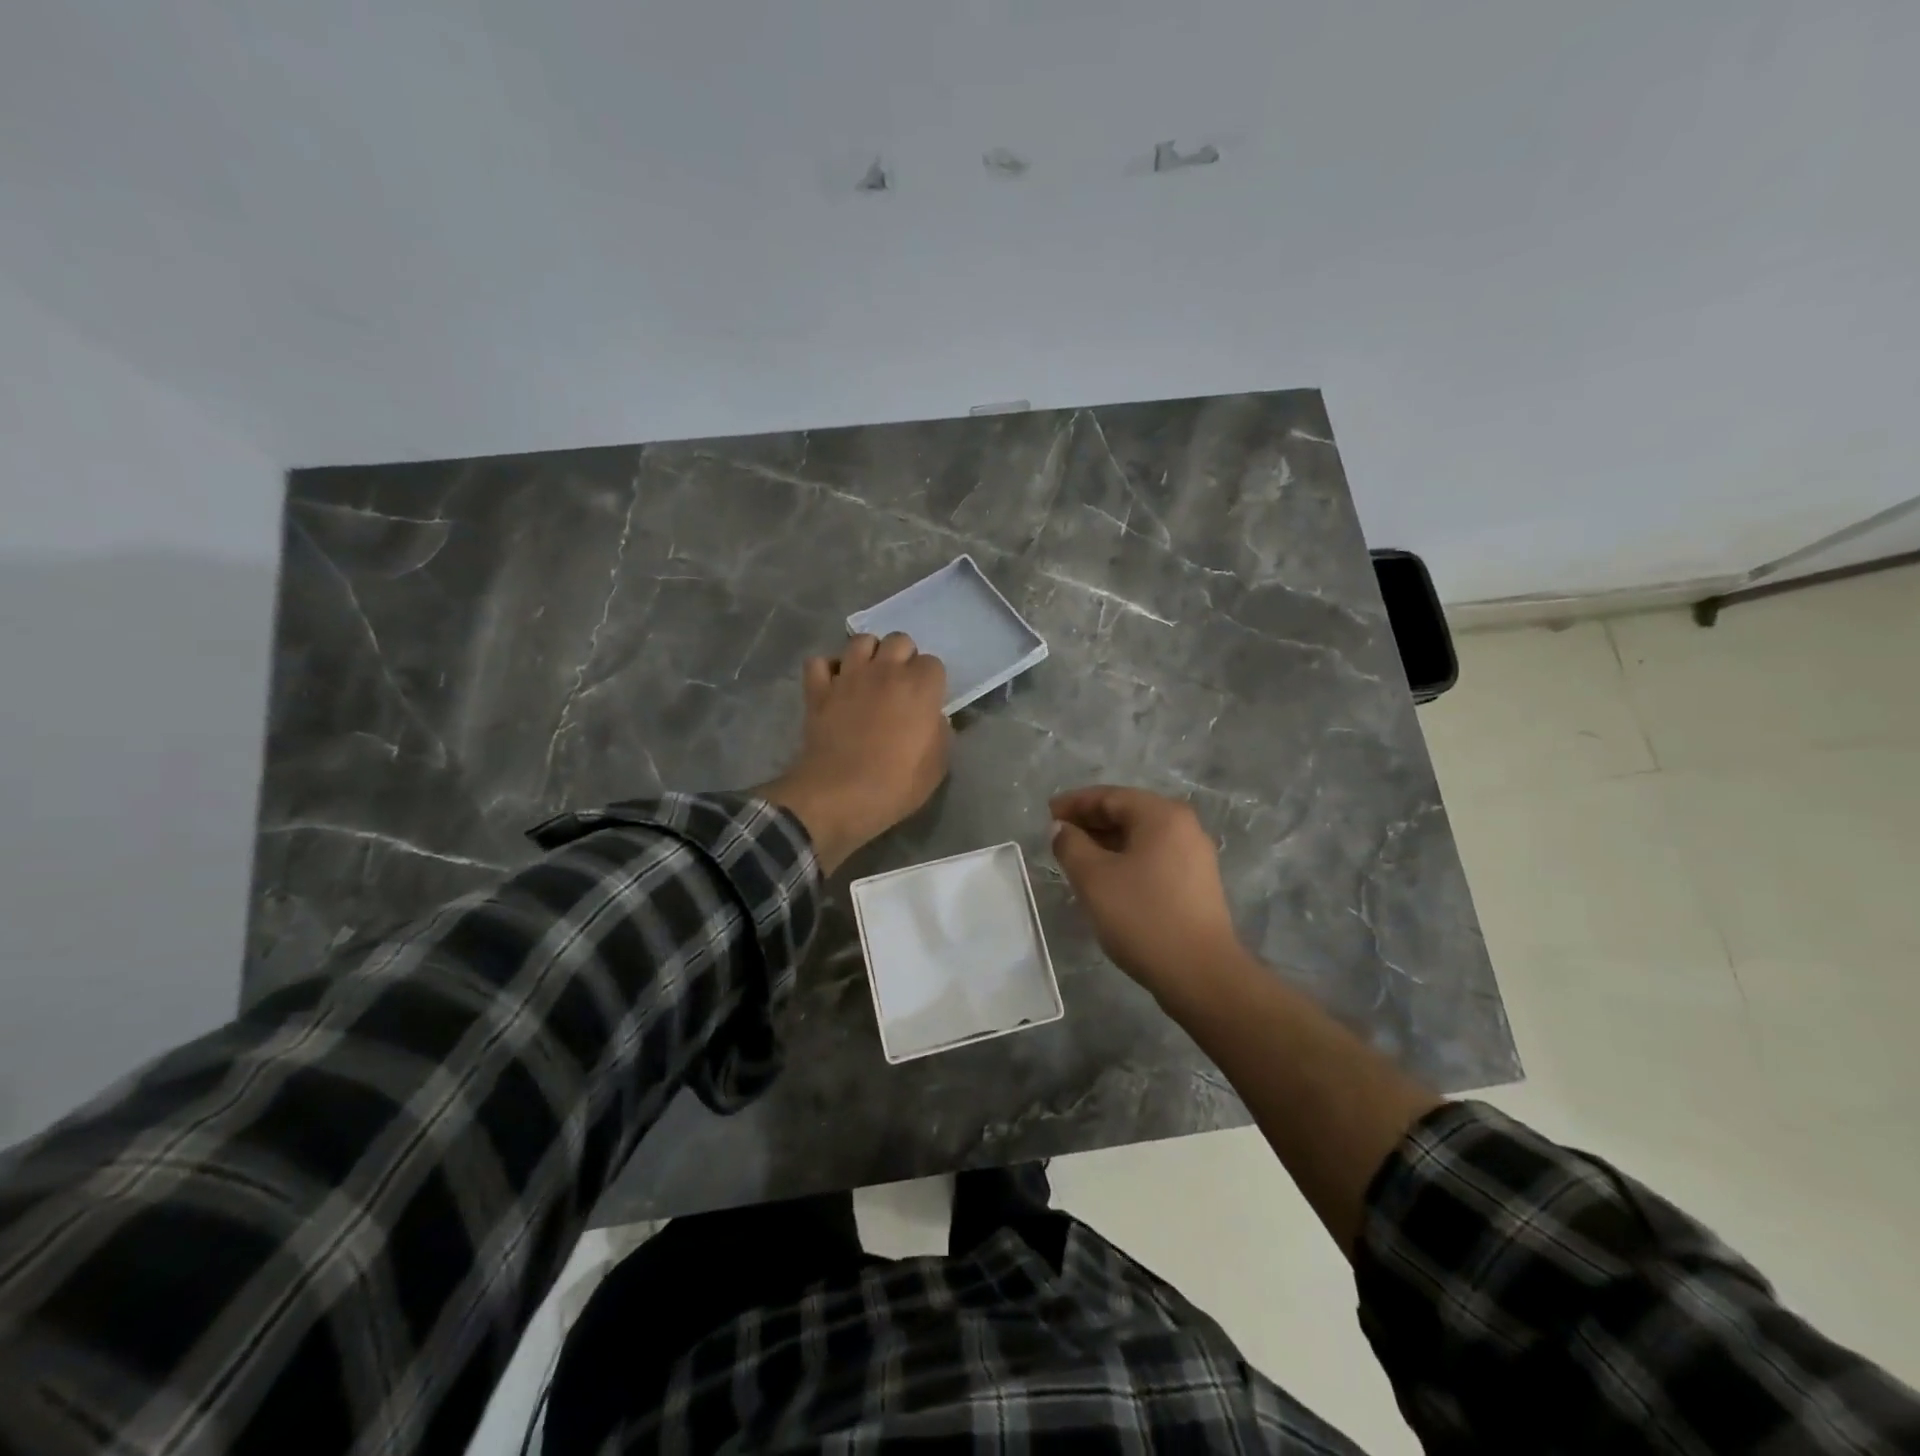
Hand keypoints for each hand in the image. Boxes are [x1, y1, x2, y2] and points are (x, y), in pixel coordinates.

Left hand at [761, 633, 949, 872]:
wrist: (840, 795)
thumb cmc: (896, 784)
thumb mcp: (937, 765)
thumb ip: (940, 732)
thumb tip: (933, 718)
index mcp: (920, 686)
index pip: (933, 663)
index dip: (931, 681)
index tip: (927, 701)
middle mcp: (886, 671)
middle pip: (899, 640)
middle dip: (903, 656)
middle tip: (900, 684)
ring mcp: (849, 676)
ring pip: (860, 641)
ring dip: (869, 653)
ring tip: (869, 676)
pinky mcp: (818, 690)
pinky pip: (818, 662)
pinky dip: (827, 669)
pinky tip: (834, 684)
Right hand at [1049, 786, 1247, 1002]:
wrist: (1200, 974)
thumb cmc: (1143, 916)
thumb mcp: (1094, 878)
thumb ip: (1071, 845)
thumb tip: (1062, 828)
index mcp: (1162, 815)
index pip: (1110, 796)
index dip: (1075, 803)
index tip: (1047, 814)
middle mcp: (1184, 826)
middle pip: (1128, 812)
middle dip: (1090, 821)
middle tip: (1057, 835)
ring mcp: (1194, 855)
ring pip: (1140, 837)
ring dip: (1106, 842)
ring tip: (1075, 858)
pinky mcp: (1196, 883)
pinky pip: (1153, 857)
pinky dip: (1125, 859)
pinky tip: (1105, 879)